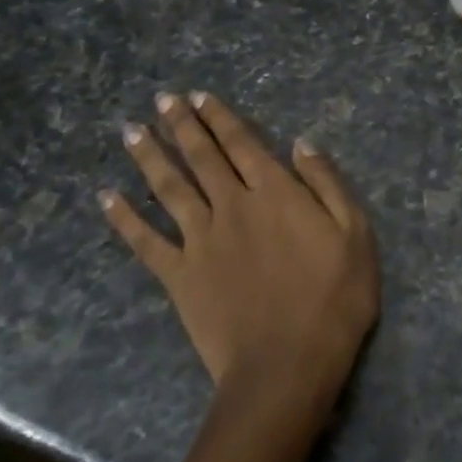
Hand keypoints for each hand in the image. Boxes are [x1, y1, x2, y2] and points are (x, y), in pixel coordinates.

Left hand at [100, 93, 379, 406]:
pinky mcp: (180, 275)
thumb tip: (302, 144)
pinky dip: (124, 218)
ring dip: (150, 157)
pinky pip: (145, 241)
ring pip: (170, 188)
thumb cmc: (334, 299)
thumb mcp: (355, 235)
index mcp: (276, 193)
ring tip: (132, 130)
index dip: (221, 118)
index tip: (200, 96)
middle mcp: (233, 205)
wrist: (287, 365)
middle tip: (162, 100)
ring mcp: (201, 240)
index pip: (243, 143)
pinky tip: (106, 198)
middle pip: (203, 157)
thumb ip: (327, 185)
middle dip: (182, 125)